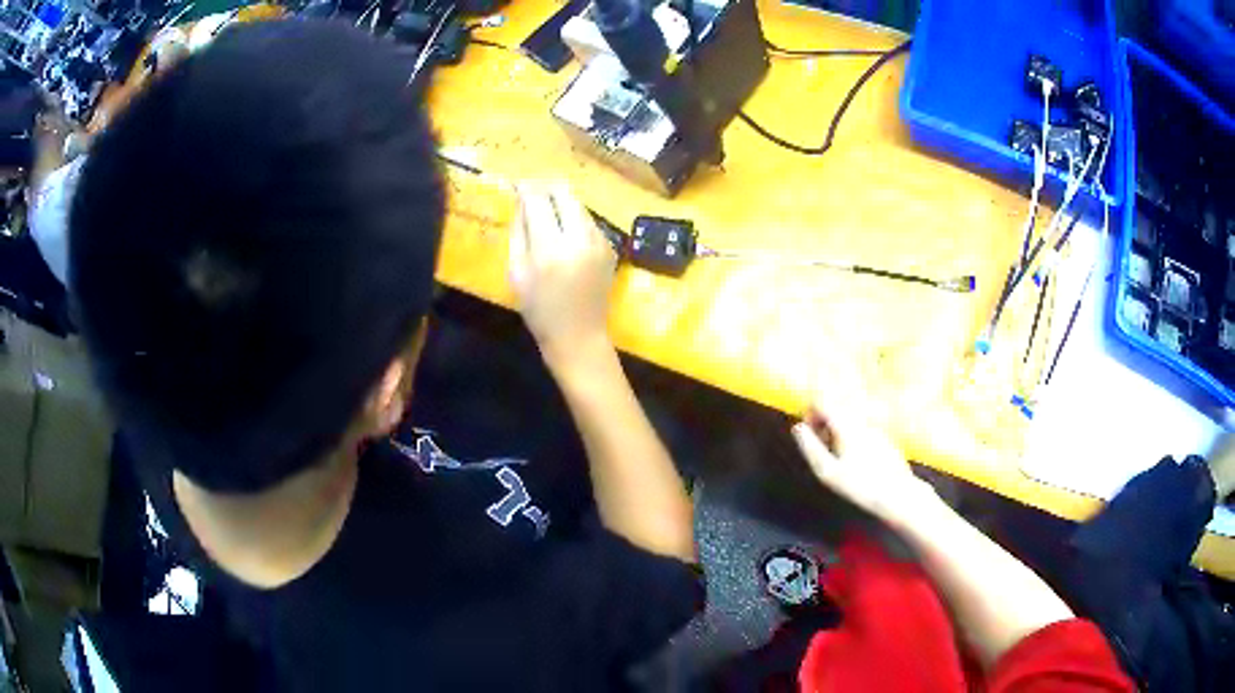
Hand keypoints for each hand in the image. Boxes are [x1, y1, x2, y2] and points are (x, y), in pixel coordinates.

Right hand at [508, 183, 616, 370]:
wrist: (579, 336)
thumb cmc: (540, 310)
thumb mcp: (518, 272)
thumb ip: (519, 233)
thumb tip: (520, 201)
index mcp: (551, 248)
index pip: (538, 200)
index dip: (526, 187)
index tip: (517, 184)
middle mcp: (579, 238)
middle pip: (564, 193)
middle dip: (546, 187)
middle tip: (532, 191)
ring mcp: (600, 241)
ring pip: (579, 205)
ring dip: (561, 201)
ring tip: (546, 209)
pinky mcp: (611, 247)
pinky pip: (589, 221)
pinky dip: (574, 218)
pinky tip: (563, 231)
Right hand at [791, 395, 933, 524]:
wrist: (897, 493)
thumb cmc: (859, 485)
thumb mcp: (828, 471)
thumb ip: (811, 447)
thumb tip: (797, 427)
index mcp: (846, 425)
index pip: (822, 402)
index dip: (810, 413)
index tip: (807, 433)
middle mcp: (861, 420)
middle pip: (836, 409)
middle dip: (823, 423)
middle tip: (819, 448)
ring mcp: (874, 427)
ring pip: (849, 419)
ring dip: (837, 430)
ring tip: (835, 457)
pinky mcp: (883, 437)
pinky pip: (861, 428)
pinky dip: (851, 436)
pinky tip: (854, 461)